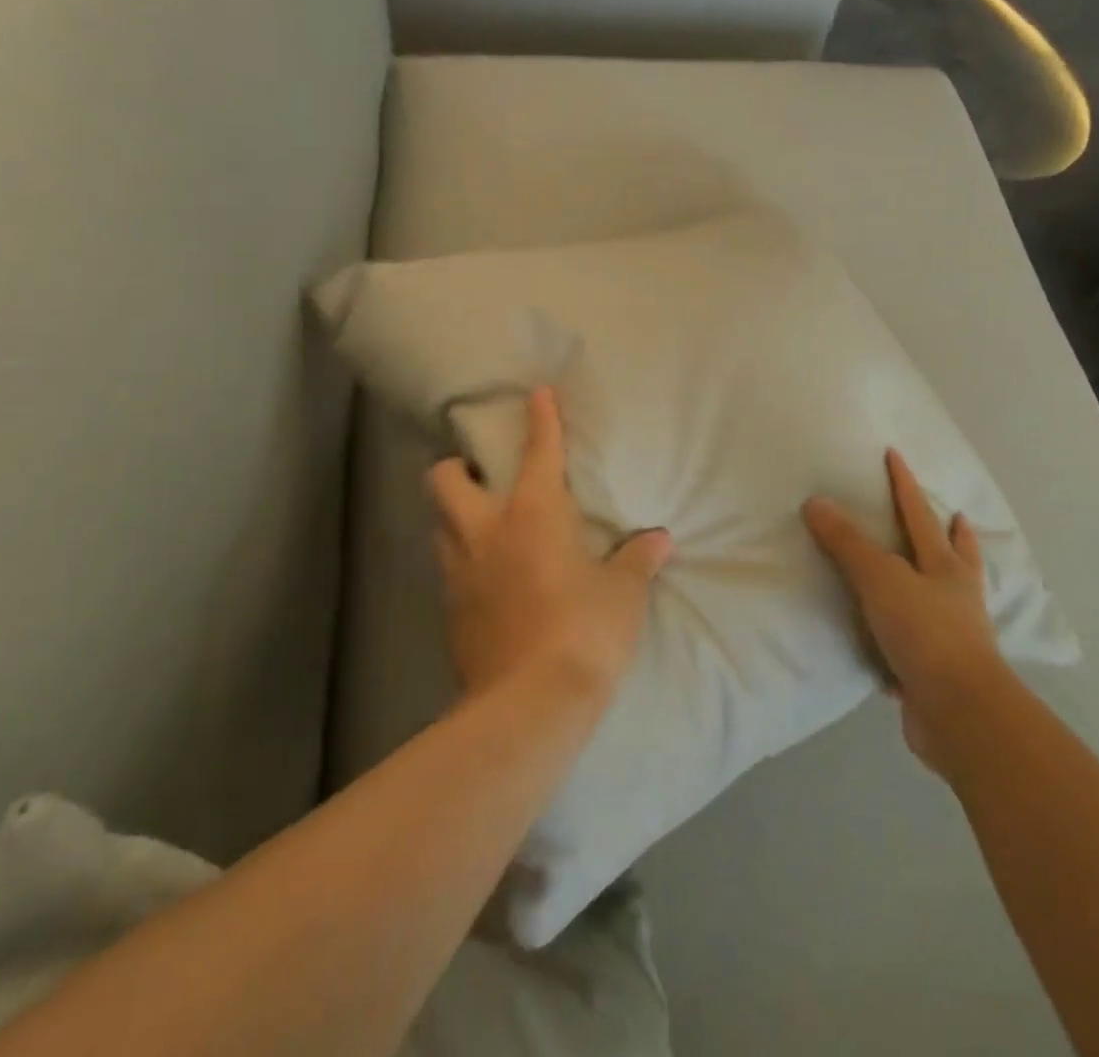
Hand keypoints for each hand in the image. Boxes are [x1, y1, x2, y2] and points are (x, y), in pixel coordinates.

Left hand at [428, 386, 673, 705]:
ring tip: (485, 526)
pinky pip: (447, 567)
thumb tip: (659, 540)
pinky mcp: (448, 609)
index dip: (541, 417)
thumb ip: (637, 560)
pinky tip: (488, 576)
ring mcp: (459, 570)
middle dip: (458, 466)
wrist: (529, 705)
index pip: (538, 450)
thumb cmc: (584, 632)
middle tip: (484, 477)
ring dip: (456, 514)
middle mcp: (485, 530)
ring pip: (439, 522)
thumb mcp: (622, 594)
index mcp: (532, 512)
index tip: (538, 393)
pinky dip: (463, 560)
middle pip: (445, 477)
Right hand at [803, 450, 1011, 781]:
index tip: (895, 455)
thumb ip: (848, 543)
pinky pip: (925, 640)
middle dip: (954, 535)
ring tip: (937, 572)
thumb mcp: (881, 579)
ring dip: (942, 581)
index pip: (919, 514)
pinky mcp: (940, 671)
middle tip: (955, 516)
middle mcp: (955, 597)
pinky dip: (917, 632)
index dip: (904, 484)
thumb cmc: (925, 633)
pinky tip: (902, 639)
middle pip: (956, 556)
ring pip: (948, 597)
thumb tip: (816, 502)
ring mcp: (954, 635)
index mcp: (945, 567)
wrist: (960, 713)